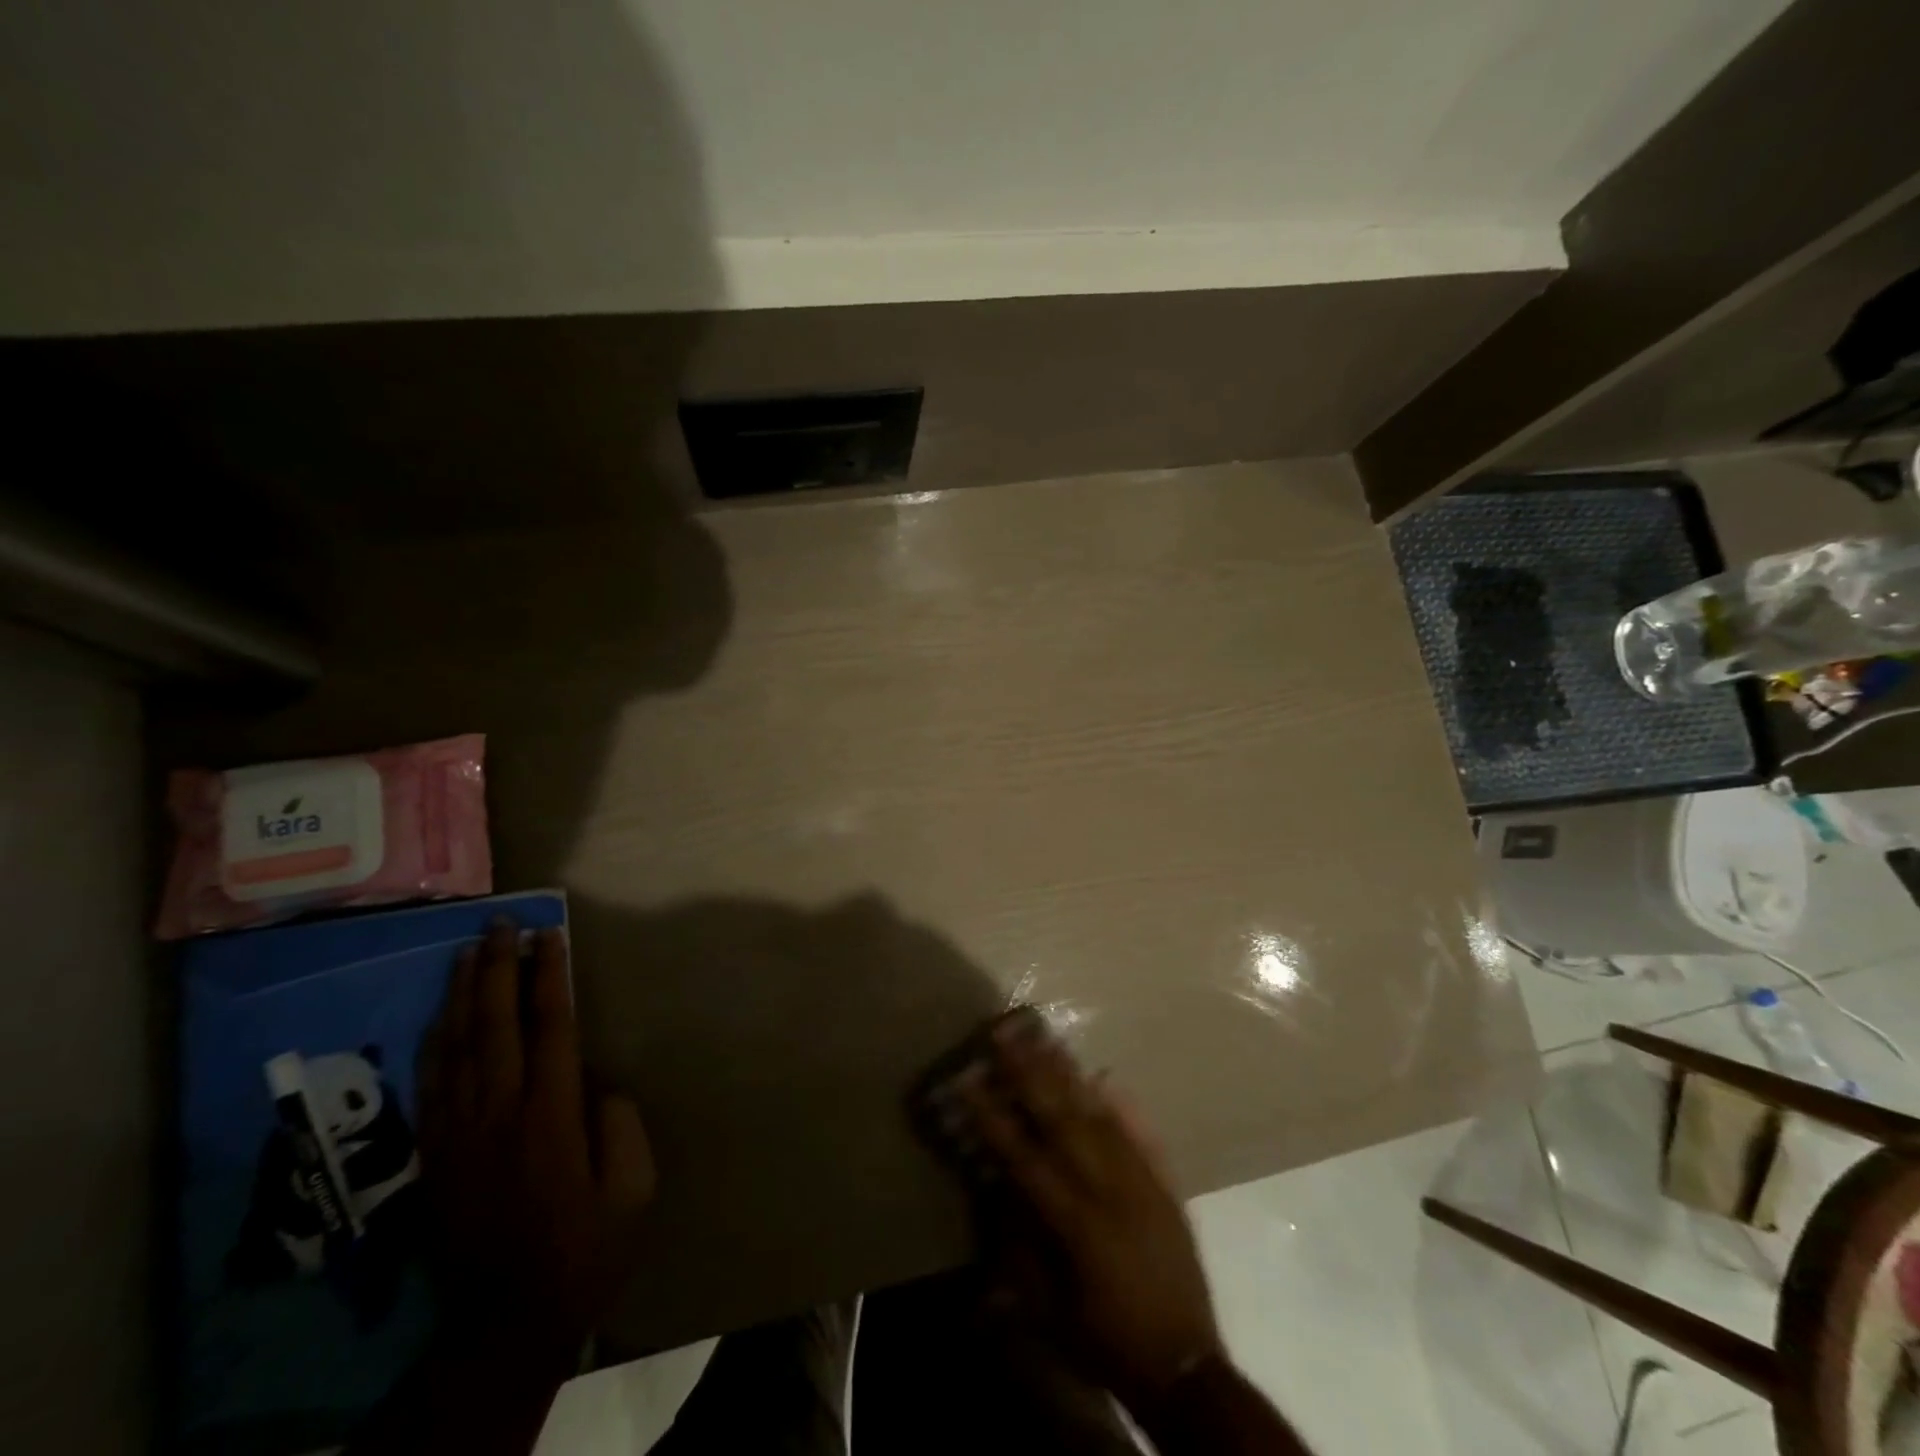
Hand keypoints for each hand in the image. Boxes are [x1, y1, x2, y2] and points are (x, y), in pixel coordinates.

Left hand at [417, 919, 655, 1370]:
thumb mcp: (633, 1187)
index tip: (550, 934)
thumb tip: (594, 1079)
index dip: (550, 975)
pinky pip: (432, 1081)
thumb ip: (618, 1122)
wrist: (505, 1322)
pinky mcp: (436, 1153)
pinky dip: (437, 1038)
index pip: (550, 1026)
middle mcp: (499, 1111)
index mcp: (551, 1115)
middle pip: (495, 1023)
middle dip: (499, 967)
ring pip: (456, 1045)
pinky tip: (444, 1012)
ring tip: (469, 950)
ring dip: (464, 992)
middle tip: (501, 923)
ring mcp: (459, 1131)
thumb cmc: (585, 1247)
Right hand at [953, 1011, 1223, 1411]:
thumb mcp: (1050, 1312)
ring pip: (1101, 1116)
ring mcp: (1142, 1183)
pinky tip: (1107, 1078)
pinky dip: (1124, 1106)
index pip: (1025, 1156)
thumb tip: (1001, 1190)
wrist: (1186, 1369)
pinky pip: (1143, 1136)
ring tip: (1047, 1041)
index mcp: (1076, 1223)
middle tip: (1006, 1035)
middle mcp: (1109, 1190)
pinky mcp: (1166, 1188)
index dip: (993, 1117)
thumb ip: (1021, 1248)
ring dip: (1070, 1076)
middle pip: (1063, 1119)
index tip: (968, 1079)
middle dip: (1029, 1074)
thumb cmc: (1108, 1343)